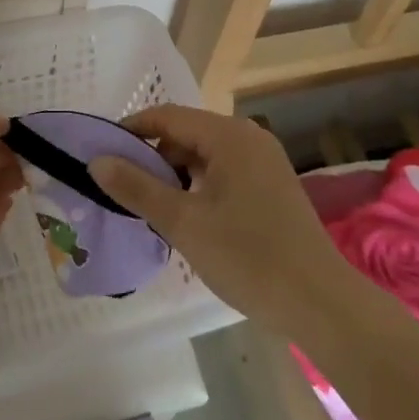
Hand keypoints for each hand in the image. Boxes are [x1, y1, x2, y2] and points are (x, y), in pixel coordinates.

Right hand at [91, 104, 349, 334]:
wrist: (321, 303)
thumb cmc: (248, 257)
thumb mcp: (183, 223)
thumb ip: (137, 187)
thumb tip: (97, 160)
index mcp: (229, 135)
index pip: (167, 116)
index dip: (130, 130)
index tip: (100, 153)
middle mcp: (248, 137)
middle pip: (186, 133)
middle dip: (152, 156)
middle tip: (122, 188)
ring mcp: (264, 162)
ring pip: (204, 155)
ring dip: (174, 175)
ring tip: (149, 207)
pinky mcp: (271, 186)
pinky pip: (223, 172)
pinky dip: (198, 187)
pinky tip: (186, 218)